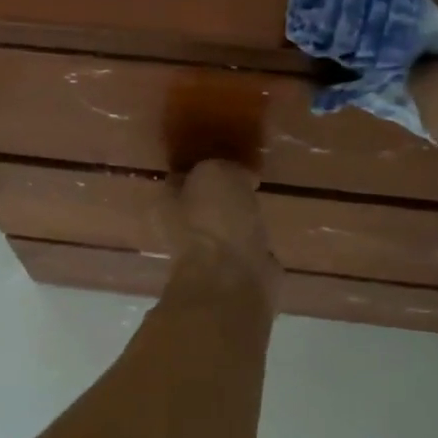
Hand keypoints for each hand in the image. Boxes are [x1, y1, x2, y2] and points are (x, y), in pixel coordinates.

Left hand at [168, 160, 280, 303]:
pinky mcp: (234, 275)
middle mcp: (181, 229)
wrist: (232, 280)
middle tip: (247, 180)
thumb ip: (225, 167)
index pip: (181, 177)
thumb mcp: (217, 173)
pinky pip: (245, 250)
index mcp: (168, 203)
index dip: (202, 165)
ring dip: (238, 220)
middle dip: (222, 194)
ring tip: (260, 203)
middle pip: (203, 204)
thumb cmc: (215, 221)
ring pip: (224, 228)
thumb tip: (242, 177)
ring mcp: (208, 256)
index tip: (226, 157)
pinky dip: (255, 243)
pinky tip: (269, 232)